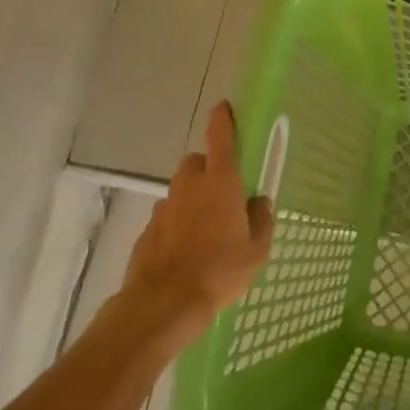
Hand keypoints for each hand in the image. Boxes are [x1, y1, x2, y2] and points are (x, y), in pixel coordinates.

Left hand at [118, 102, 273, 341]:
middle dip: (209, 170)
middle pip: (198, 163)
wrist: (164, 302)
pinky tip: (188, 251)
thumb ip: (261, 220)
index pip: (220, 138)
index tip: (224, 107)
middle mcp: (190, 186)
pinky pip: (169, 217)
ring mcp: (165, 207)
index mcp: (221, 182)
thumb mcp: (257, 249)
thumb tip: (259, 202)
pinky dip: (178, 224)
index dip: (223, 119)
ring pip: (182, 191)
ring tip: (208, 230)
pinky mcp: (148, 230)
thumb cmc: (220, 270)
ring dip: (194, 199)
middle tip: (225, 193)